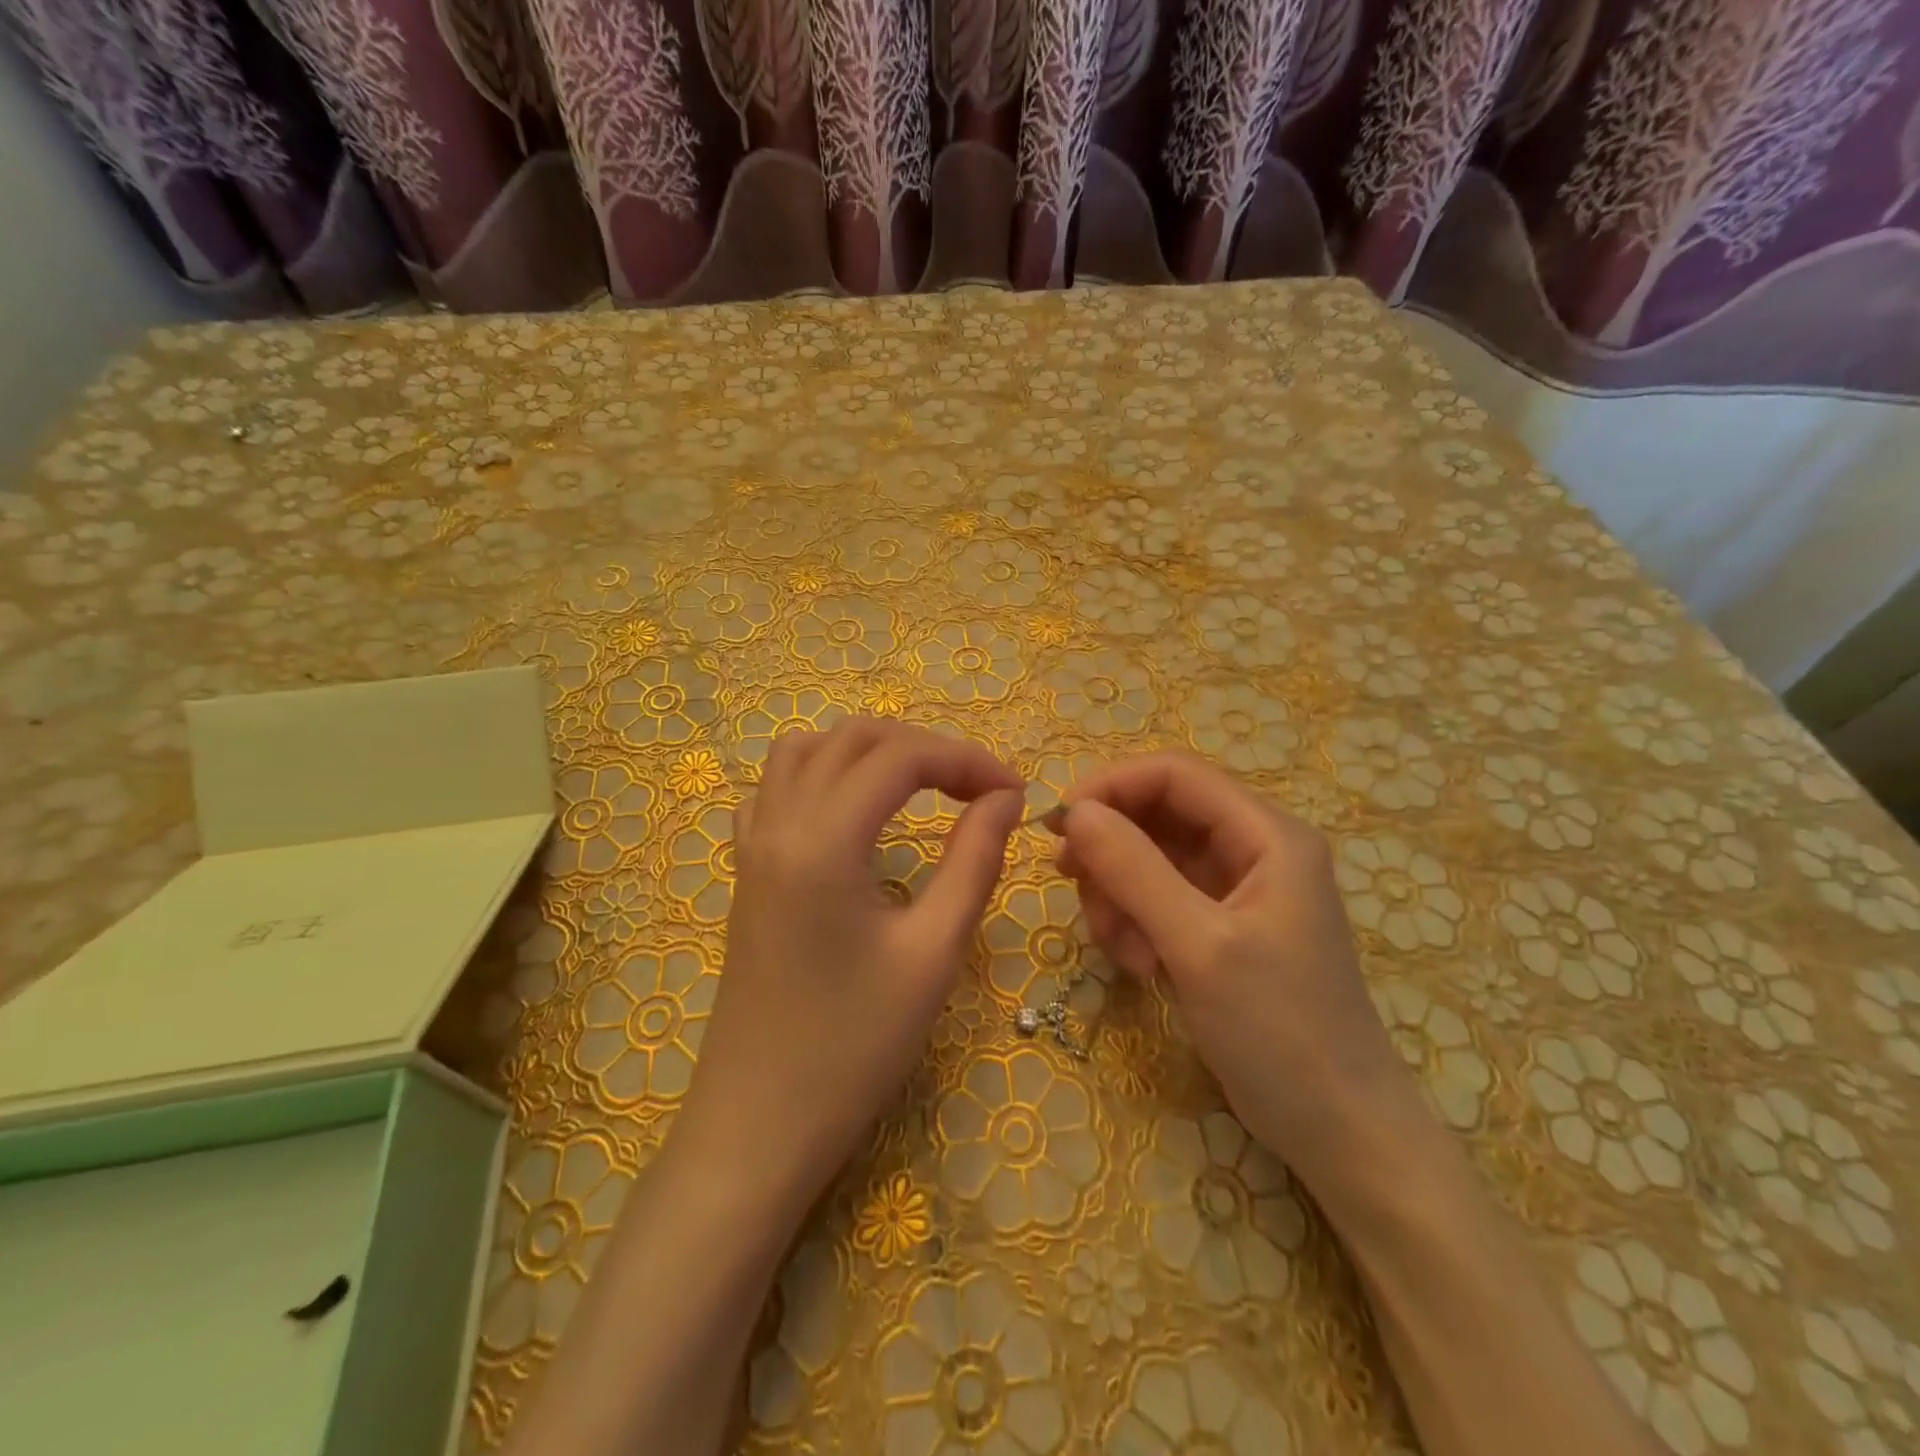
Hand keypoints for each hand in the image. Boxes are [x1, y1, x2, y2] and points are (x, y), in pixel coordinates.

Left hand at [676, 718, 1024, 1217]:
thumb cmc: (854, 1047)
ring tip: (919, 787)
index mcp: (822, 840)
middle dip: (924, 749)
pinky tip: (850, 812)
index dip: (966, 760)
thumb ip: (974, 861)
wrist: (758, 1127)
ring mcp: (751, 845)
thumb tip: (1005, 799)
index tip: (1015, 793)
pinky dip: (821, 775)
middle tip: (977, 790)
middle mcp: (778, 823)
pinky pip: (774, 789)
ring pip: (806, 751)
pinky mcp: (745, 871)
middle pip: (854, 739)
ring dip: (869, 752)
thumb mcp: (933, 952)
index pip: (900, 758)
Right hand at [1057, 752, 1415, 1184]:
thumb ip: (1135, 870)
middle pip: (1158, 815)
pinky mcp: (1220, 926)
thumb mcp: (1199, 946)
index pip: (1175, 775)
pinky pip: (1159, 898)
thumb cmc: (1280, 1032)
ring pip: (1151, 858)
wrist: (1339, 1130)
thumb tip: (1075, 812)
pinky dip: (1135, 921)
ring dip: (1119, 893)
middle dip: (1111, 848)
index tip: (1059, 824)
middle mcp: (1254, 848)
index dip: (1112, 786)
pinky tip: (1138, 965)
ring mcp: (1237, 889)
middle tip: (1072, 885)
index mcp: (1267, 834)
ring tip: (1120, 950)